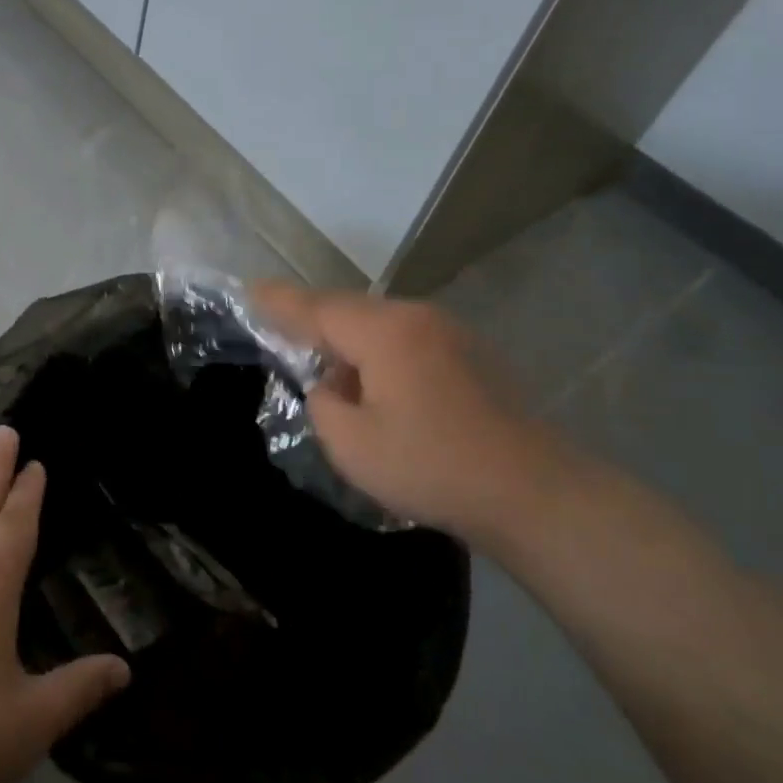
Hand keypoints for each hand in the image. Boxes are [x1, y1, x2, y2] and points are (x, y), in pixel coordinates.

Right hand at [253, 281, 575, 548]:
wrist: (534, 491)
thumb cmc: (433, 467)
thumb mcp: (353, 445)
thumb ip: (323, 403)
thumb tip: (329, 384)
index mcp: (383, 332)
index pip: (316, 308)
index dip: (278, 302)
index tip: (248, 291)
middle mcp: (415, 316)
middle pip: (348, 309)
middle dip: (314, 321)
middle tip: (282, 335)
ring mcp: (448, 330)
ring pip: (379, 322)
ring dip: (350, 340)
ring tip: (332, 373)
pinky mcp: (470, 352)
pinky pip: (407, 337)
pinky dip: (381, 351)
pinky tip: (380, 386)